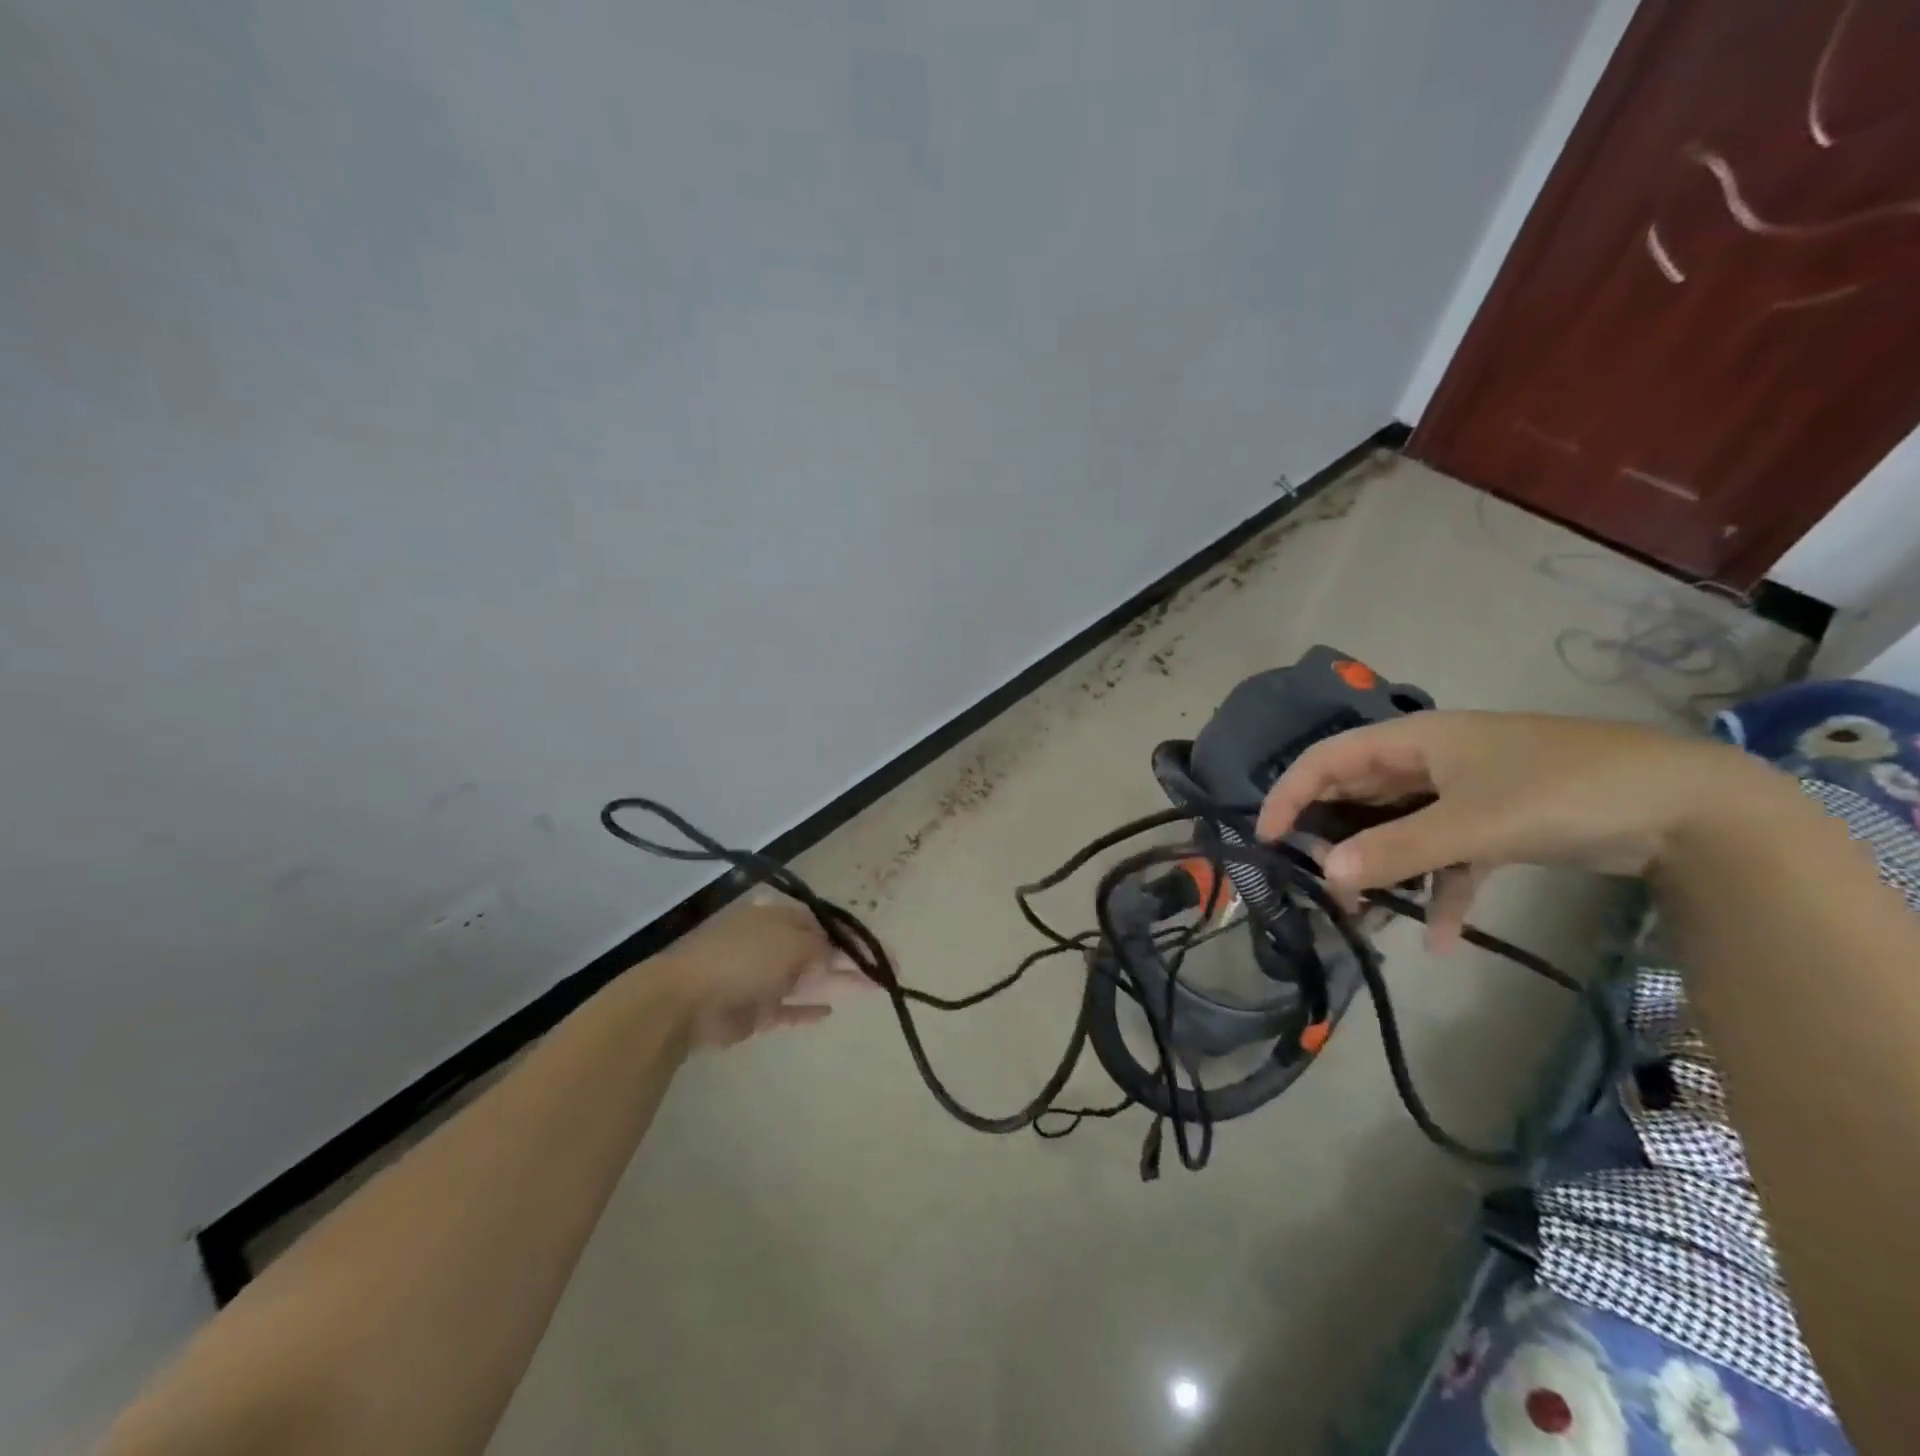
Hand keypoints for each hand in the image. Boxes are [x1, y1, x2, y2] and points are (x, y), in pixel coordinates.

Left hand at [653, 894, 866, 1048]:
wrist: (686, 1001)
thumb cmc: (744, 959)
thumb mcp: (793, 944)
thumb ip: (825, 948)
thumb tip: (845, 952)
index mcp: (779, 917)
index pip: (825, 923)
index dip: (853, 936)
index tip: (881, 951)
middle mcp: (773, 943)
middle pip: (820, 951)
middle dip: (852, 961)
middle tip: (886, 973)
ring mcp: (762, 977)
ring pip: (808, 980)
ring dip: (837, 983)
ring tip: (872, 989)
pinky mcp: (753, 1011)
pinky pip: (787, 1009)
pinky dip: (807, 1011)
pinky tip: (828, 1014)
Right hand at [1255, 711, 1775, 950]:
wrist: (1690, 809)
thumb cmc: (1563, 792)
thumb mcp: (1473, 822)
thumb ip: (1397, 849)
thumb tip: (1327, 875)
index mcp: (1414, 740)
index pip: (1328, 760)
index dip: (1289, 794)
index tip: (1265, 839)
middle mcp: (1431, 760)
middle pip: (1360, 795)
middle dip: (1335, 839)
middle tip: (1316, 883)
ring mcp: (1464, 792)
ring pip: (1401, 829)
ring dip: (1383, 870)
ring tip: (1363, 917)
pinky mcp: (1497, 823)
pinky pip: (1448, 855)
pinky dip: (1439, 890)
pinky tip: (1438, 938)